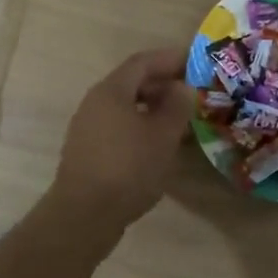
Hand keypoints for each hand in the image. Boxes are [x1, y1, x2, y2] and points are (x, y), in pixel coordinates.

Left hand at [45, 48, 194, 236]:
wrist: (82, 217)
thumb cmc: (127, 168)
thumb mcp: (163, 135)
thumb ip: (177, 106)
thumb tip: (182, 88)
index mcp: (111, 90)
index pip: (143, 62)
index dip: (170, 59)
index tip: (194, 63)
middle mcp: (95, 102)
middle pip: (132, 83)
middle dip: (163, 85)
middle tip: (190, 94)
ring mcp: (87, 128)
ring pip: (126, 107)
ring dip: (153, 109)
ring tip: (179, 122)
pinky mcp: (87, 152)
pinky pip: (118, 127)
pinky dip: (140, 127)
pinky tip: (157, 146)